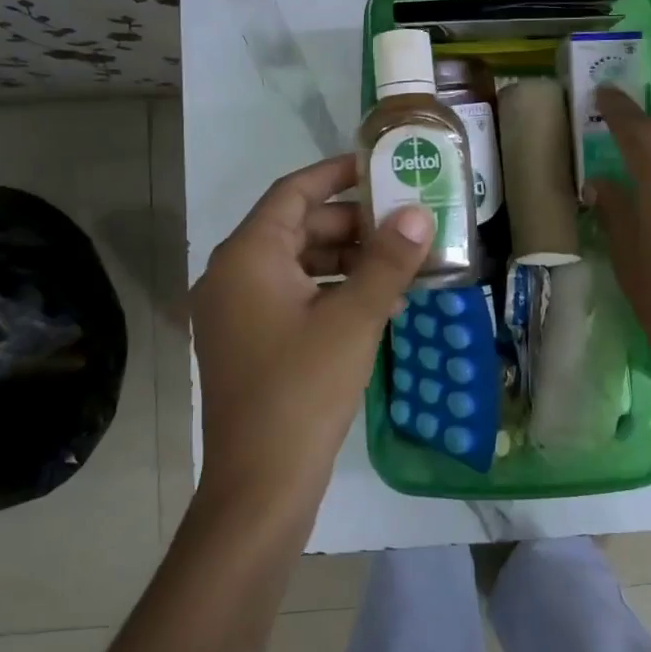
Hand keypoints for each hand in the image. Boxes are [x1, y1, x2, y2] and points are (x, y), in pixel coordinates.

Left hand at [191, 155, 432, 521]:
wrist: (260, 485)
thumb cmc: (304, 390)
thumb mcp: (354, 319)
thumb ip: (387, 261)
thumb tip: (418, 213)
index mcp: (247, 256)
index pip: (293, 192)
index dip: (336, 174)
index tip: (377, 166)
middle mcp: (232, 275)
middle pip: (296, 228)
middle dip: (352, 224)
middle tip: (403, 223)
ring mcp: (237, 313)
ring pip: (297, 266)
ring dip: (347, 261)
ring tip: (400, 265)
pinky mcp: (248, 343)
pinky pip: (292, 298)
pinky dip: (331, 293)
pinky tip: (377, 305)